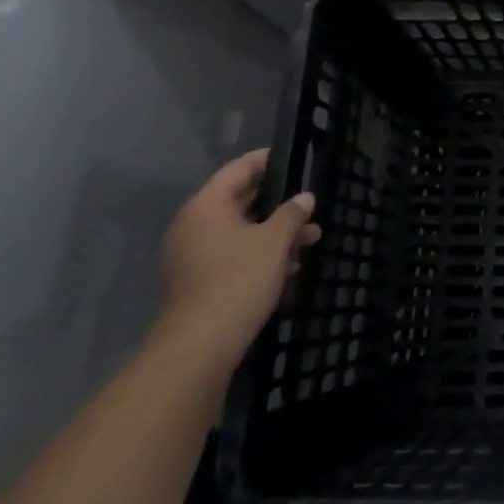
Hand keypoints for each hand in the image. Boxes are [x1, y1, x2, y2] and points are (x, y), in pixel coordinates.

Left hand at [157, 149, 318, 376]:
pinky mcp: (199, 281)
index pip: (238, 170)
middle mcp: (194, 225)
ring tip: (310, 239)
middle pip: (240, 201)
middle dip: (278, 203)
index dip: (266, 161)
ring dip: (274, 233)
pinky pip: (234, 254)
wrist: (201, 345)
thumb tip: (304, 198)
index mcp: (206, 206)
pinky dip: (260, 254)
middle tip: (309, 203)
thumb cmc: (239, 279)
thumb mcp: (275, 241)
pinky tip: (290, 266)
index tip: (293, 158)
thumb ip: (291, 214)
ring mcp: (193, 255)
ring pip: (240, 231)